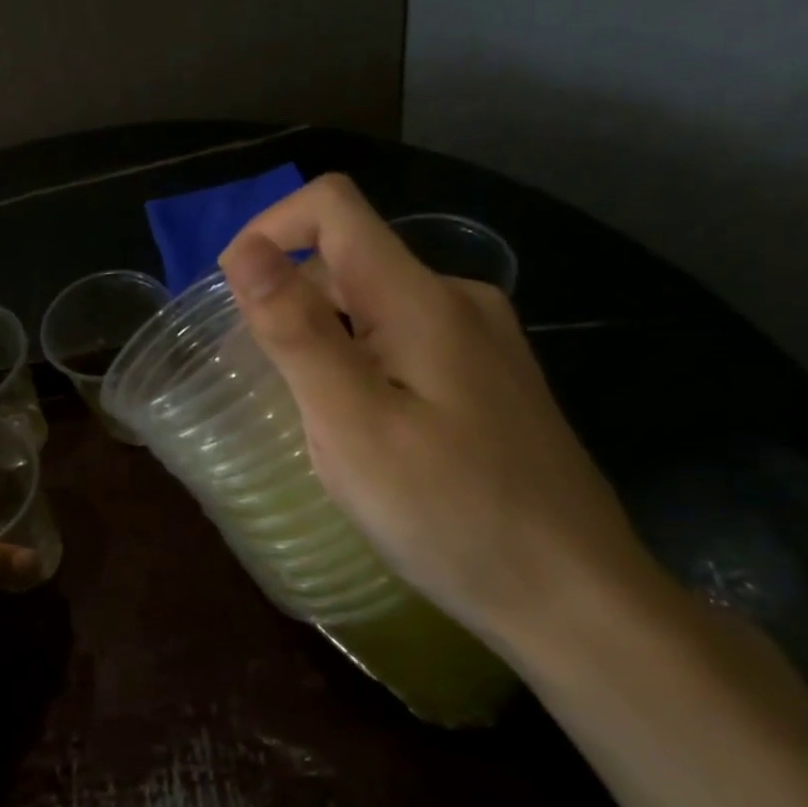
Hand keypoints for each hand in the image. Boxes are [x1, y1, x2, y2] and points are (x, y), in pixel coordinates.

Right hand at [218, 175, 656, 647]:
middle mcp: (457, 300)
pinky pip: (402, 340)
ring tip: (305, 412)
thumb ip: (296, 330)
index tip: (233, 299)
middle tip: (262, 380)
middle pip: (349, 256)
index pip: (332, 207)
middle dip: (288, 298)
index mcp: (421, 299)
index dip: (268, 230)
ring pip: (373, 302)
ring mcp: (481, 340)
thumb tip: (246, 250)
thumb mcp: (351, 423)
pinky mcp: (489, 379)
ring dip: (321, 335)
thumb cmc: (448, 512)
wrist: (574, 599)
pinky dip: (357, 360)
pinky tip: (360, 427)